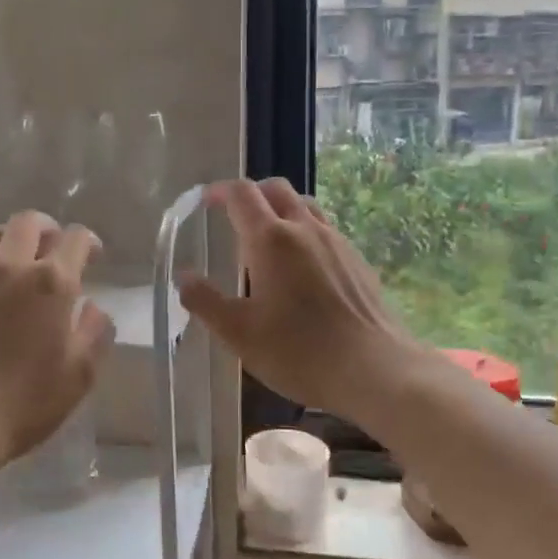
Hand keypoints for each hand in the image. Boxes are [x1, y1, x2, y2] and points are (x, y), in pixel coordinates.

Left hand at [0, 211, 115, 464]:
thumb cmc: (24, 401)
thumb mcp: (78, 375)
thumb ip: (94, 333)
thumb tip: (93, 307)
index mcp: (51, 282)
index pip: (75, 238)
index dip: (89, 242)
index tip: (93, 257)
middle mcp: (12, 268)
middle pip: (29, 222)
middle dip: (49, 229)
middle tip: (55, 250)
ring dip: (13, 238)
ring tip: (21, 261)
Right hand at [180, 178, 417, 417]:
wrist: (374, 370)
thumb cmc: (298, 351)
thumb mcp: (238, 333)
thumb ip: (205, 301)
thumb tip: (183, 277)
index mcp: (270, 239)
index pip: (241, 194)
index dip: (219, 191)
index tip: (205, 201)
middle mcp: (304, 228)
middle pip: (276, 188)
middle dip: (251, 193)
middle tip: (234, 214)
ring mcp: (336, 241)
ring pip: (305, 205)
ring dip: (281, 208)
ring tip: (267, 237)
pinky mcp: (357, 260)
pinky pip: (325, 229)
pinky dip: (305, 231)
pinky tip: (302, 266)